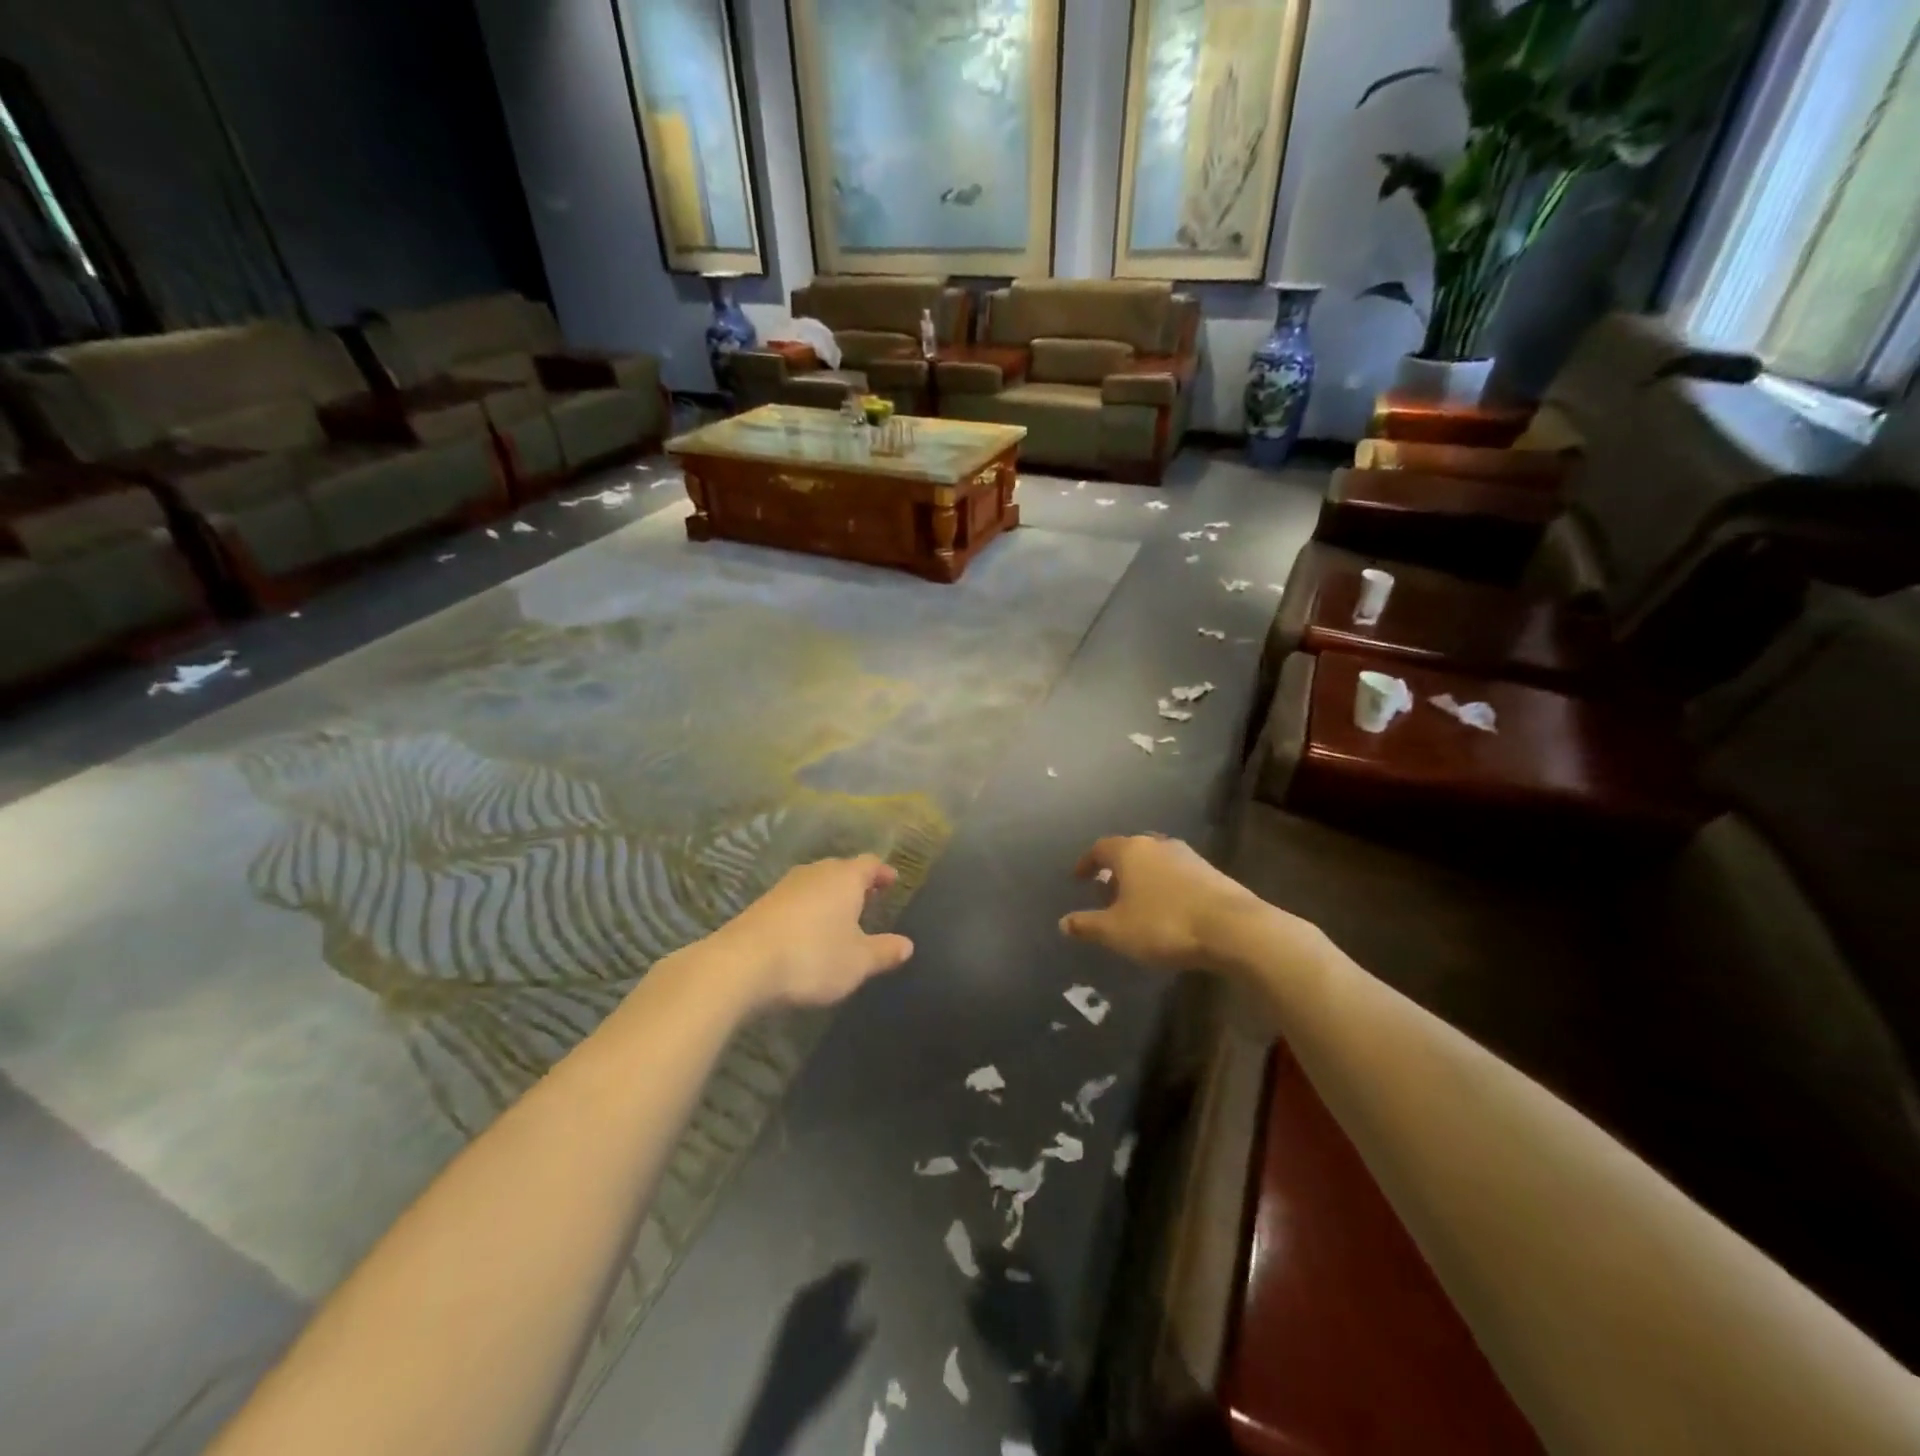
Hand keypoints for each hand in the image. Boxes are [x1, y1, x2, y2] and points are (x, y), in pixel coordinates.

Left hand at [712, 856, 913, 1009]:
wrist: (741, 964)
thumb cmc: (813, 957)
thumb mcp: (858, 962)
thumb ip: (884, 952)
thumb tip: (907, 944)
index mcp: (845, 878)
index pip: (870, 864)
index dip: (882, 872)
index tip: (892, 881)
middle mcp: (815, 873)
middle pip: (841, 869)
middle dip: (856, 882)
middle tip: (869, 897)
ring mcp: (785, 886)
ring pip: (816, 882)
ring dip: (829, 895)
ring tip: (840, 915)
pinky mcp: (762, 904)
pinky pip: (795, 899)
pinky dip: (807, 908)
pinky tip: (807, 929)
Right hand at [1059, 835, 1276, 972]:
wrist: (1232, 928)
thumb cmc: (1164, 924)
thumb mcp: (1117, 931)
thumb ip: (1088, 925)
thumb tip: (1063, 922)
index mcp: (1130, 852)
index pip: (1100, 848)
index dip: (1086, 863)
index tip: (1079, 878)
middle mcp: (1157, 845)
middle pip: (1129, 851)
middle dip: (1116, 870)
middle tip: (1107, 892)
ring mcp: (1188, 856)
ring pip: (1155, 861)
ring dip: (1142, 878)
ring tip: (1136, 903)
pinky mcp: (1211, 872)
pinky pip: (1177, 873)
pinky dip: (1165, 886)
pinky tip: (1167, 909)